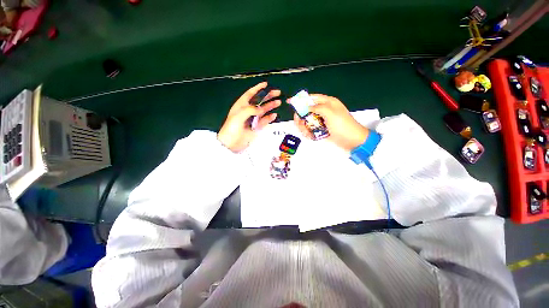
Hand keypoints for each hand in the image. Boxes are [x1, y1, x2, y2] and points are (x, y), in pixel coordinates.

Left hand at [218, 82, 280, 152]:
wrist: (231, 144)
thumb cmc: (232, 128)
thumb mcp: (238, 116)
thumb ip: (250, 110)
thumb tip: (261, 108)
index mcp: (241, 105)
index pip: (250, 94)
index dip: (258, 88)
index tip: (266, 84)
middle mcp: (248, 111)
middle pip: (259, 101)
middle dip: (268, 96)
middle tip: (277, 92)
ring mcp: (252, 119)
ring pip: (263, 110)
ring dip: (270, 106)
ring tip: (278, 102)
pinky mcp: (256, 127)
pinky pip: (264, 121)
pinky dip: (269, 118)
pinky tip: (274, 115)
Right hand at [292, 94, 368, 151]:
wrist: (352, 141)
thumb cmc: (342, 125)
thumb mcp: (331, 113)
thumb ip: (317, 107)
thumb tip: (306, 106)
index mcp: (327, 103)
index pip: (311, 98)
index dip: (301, 99)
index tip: (290, 102)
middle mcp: (323, 111)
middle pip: (306, 110)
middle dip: (300, 116)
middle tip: (298, 122)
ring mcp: (321, 121)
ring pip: (306, 121)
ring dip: (303, 126)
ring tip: (306, 132)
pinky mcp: (320, 130)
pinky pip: (310, 129)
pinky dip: (307, 132)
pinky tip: (309, 135)